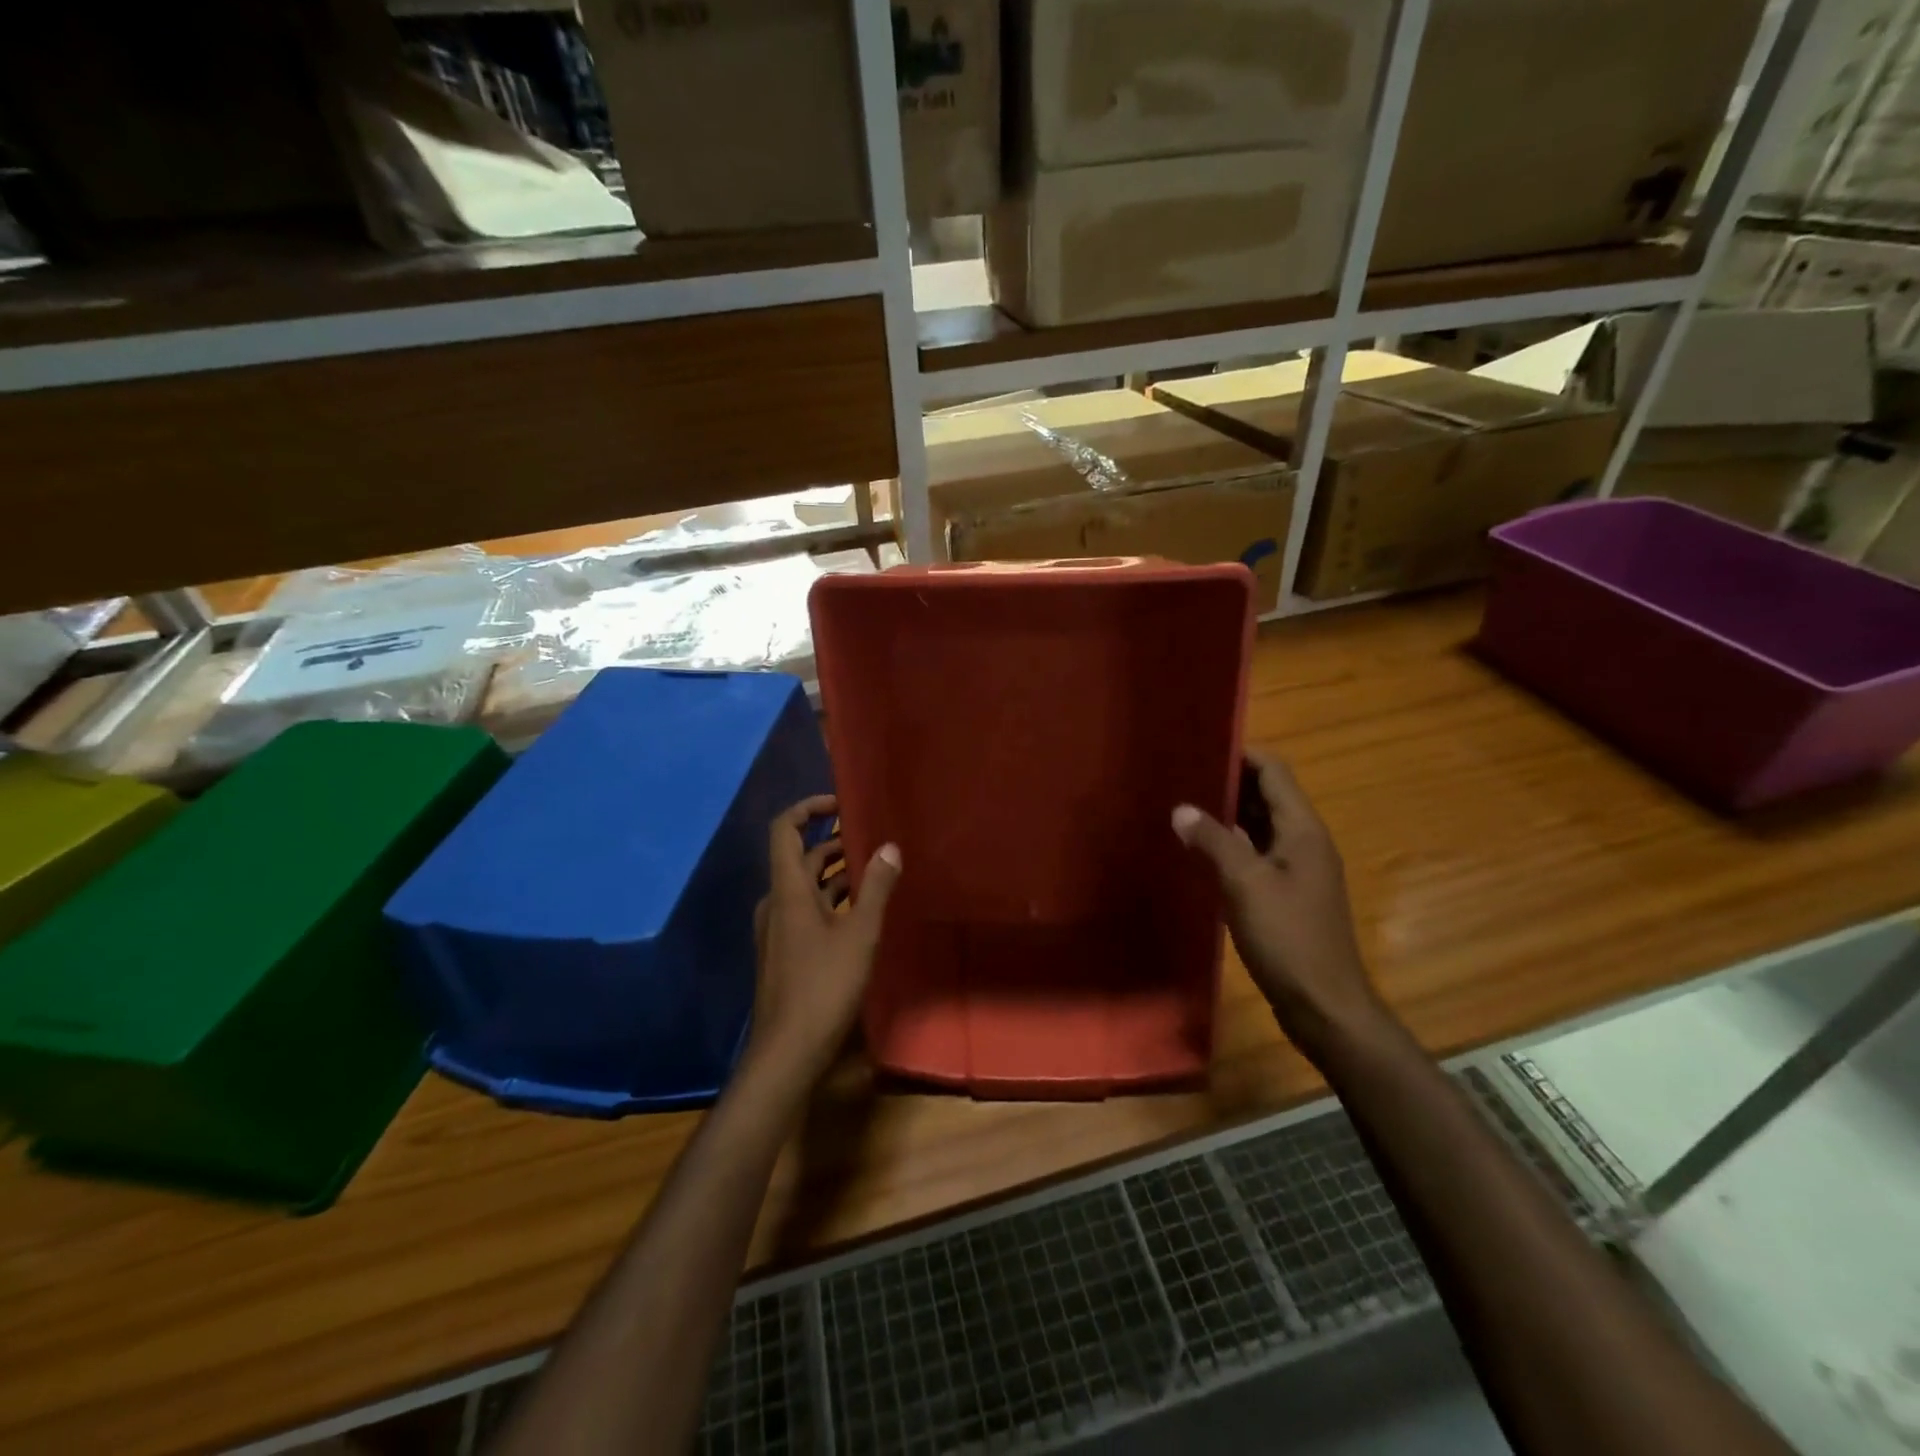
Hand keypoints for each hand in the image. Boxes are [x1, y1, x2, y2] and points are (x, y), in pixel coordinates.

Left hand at [747, 794, 901, 1082]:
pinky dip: (830, 900)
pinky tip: (859, 912)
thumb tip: (889, 846)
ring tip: (874, 869)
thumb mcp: (859, 934)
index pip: (785, 829)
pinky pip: (806, 911)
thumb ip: (875, 887)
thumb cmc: (823, 986)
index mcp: (787, 890)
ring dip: (835, 873)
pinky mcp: (784, 952)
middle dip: (833, 842)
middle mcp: (776, 903)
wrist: (787, 1052)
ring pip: (805, 887)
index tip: (841, 802)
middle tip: (872, 837)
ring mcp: (777, 930)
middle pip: (799, 857)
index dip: (808, 808)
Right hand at [1173, 752, 1387, 1063]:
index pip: (1273, 771)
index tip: (1199, 745)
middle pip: (1266, 796)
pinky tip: (1199, 852)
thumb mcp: (1245, 884)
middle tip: (1180, 776)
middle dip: (1227, 782)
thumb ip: (1213, 841)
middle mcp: (1304, 842)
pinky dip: (1231, 846)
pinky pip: (1257, 855)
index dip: (1240, 754)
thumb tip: (1182, 809)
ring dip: (1226, 815)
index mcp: (1302, 830)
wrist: (1324, 1005)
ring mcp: (1298, 870)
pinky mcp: (1287, 895)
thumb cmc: (1288, 938)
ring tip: (1181, 807)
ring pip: (1259, 827)